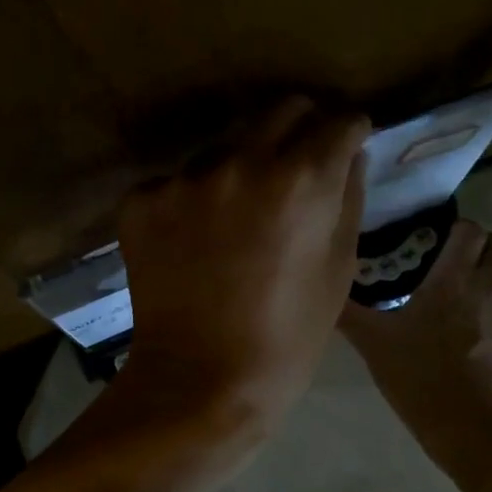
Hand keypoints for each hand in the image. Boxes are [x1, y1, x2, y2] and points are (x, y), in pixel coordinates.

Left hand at [112, 97, 370, 437]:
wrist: (201, 381)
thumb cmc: (288, 336)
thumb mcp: (338, 267)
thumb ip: (347, 196)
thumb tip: (348, 153)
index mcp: (301, 178)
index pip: (338, 120)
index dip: (349, 132)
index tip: (347, 145)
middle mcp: (241, 161)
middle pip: (280, 111)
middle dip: (300, 129)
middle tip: (299, 165)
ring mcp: (183, 178)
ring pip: (225, 146)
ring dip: (241, 166)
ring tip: (238, 216)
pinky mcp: (141, 199)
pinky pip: (178, 181)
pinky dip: (192, 200)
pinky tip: (194, 242)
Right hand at [341, 219, 491, 452]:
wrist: (473, 434)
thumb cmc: (421, 380)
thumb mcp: (373, 345)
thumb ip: (349, 312)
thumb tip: (326, 289)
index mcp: (454, 280)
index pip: (469, 228)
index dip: (453, 226)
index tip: (429, 237)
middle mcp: (488, 289)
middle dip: (473, 246)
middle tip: (441, 263)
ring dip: (483, 279)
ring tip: (453, 300)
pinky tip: (469, 340)